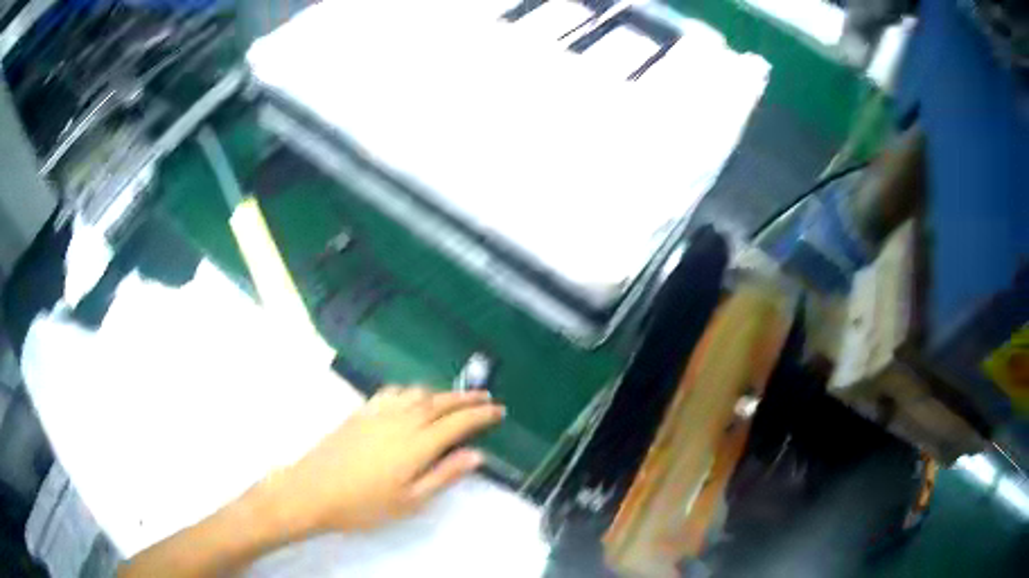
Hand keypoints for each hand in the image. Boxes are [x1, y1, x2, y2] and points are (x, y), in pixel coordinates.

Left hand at [258, 386, 504, 535]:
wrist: (312, 490)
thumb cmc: (364, 504)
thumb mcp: (410, 501)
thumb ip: (444, 476)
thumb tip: (476, 456)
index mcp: (417, 444)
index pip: (458, 423)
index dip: (481, 415)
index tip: (499, 411)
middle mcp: (401, 420)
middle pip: (440, 402)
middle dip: (466, 398)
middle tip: (486, 396)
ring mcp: (379, 413)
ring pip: (417, 393)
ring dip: (441, 392)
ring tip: (454, 398)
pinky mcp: (361, 412)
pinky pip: (393, 392)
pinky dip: (411, 390)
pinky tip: (411, 396)